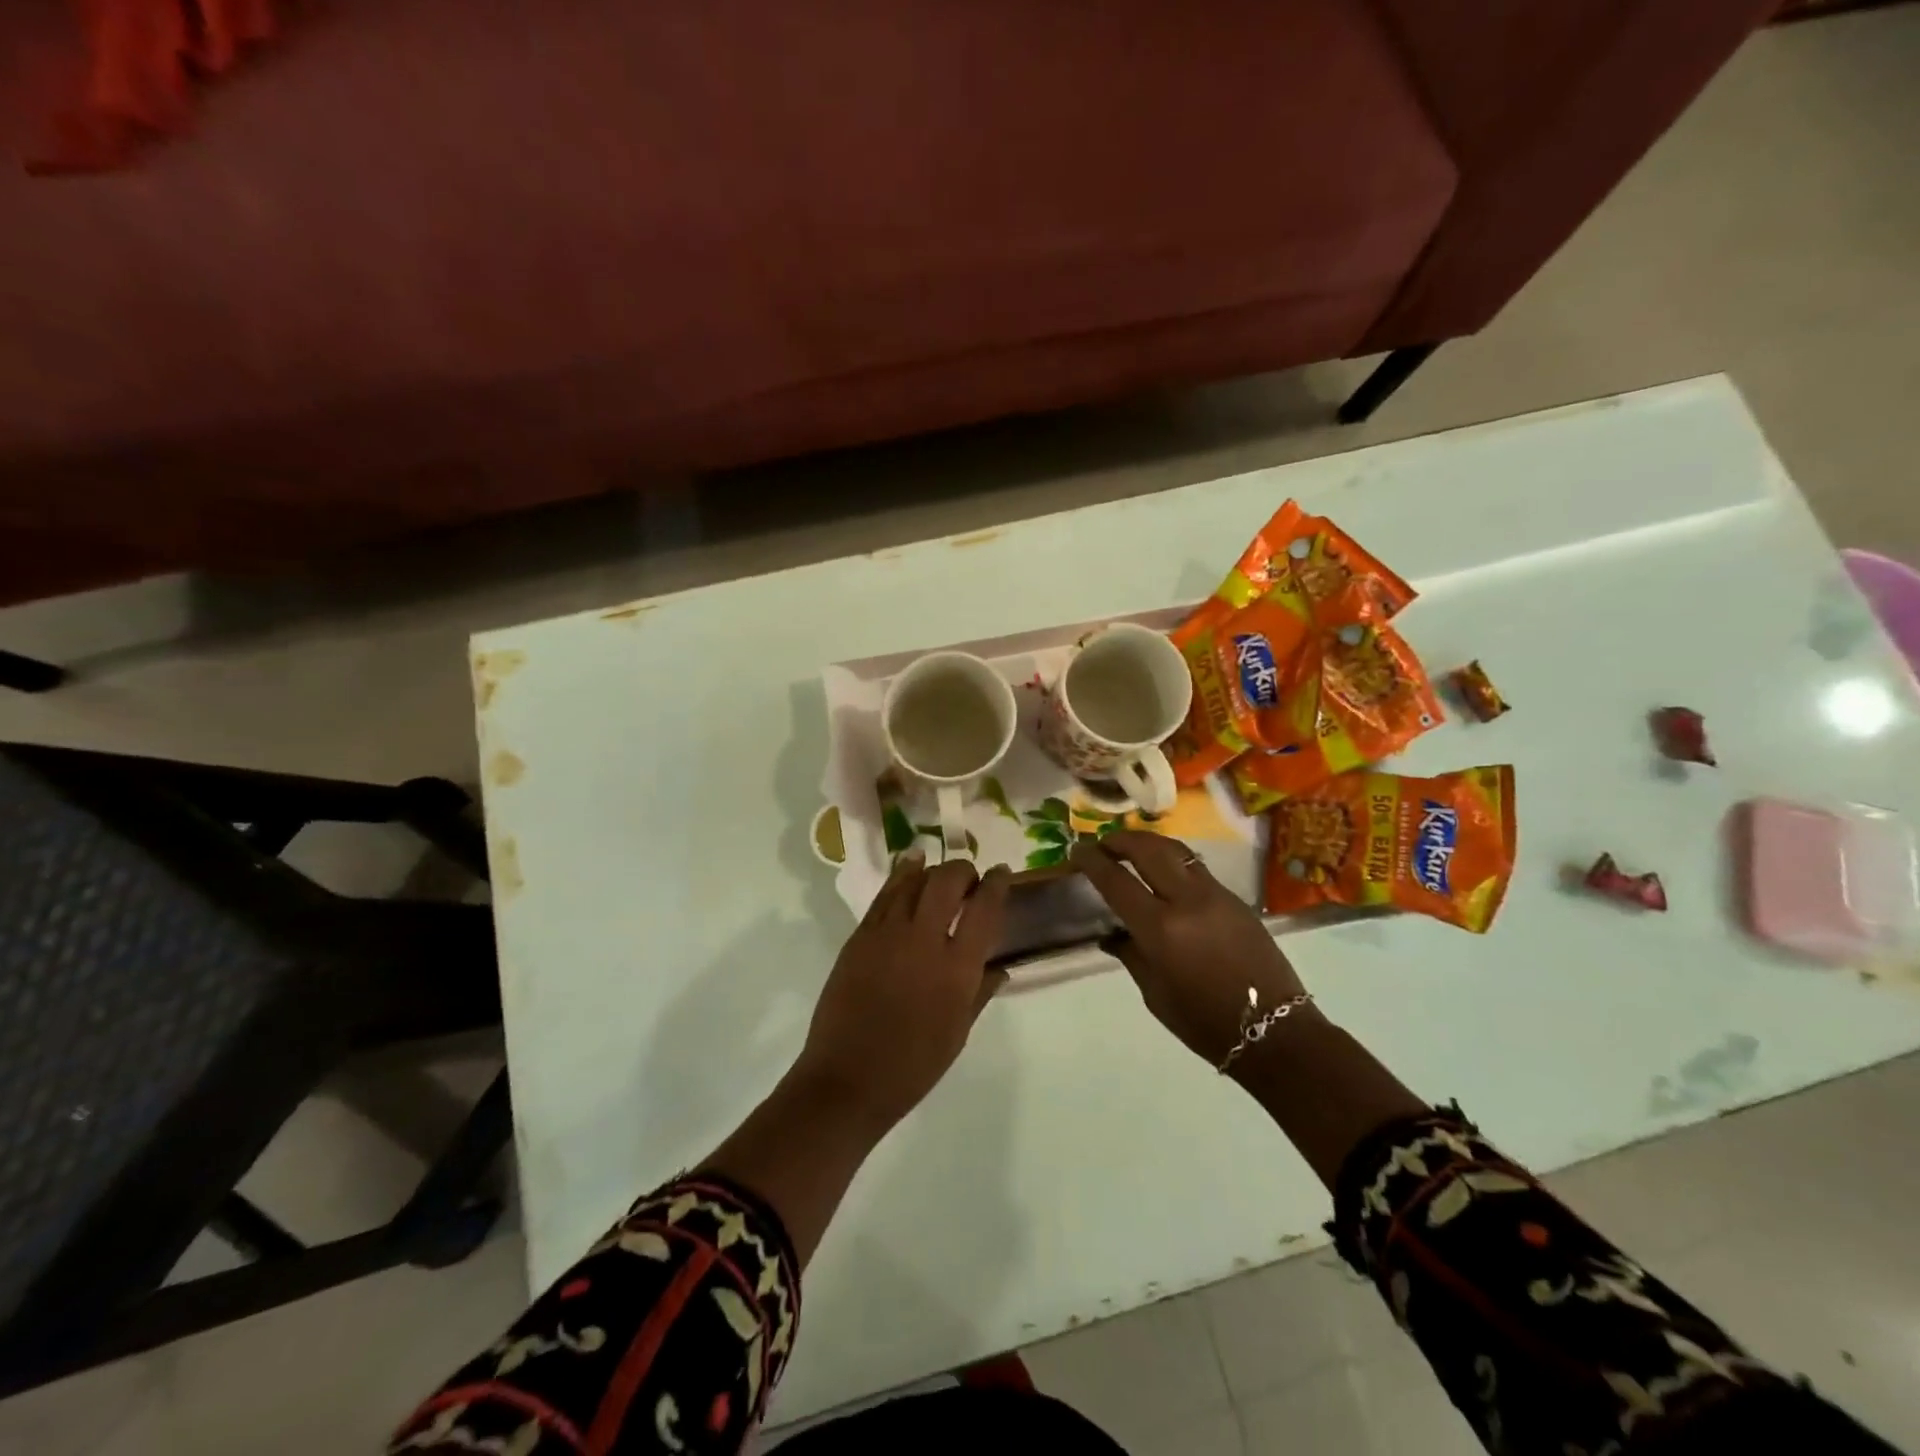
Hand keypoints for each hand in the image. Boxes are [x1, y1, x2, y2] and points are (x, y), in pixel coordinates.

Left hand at [794, 852, 1010, 1131]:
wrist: (848, 1080)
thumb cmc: (912, 1066)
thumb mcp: (958, 1033)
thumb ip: (980, 992)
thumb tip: (1000, 967)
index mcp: (957, 968)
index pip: (984, 908)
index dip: (996, 883)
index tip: (1002, 872)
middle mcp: (924, 940)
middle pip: (947, 881)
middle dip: (963, 870)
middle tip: (968, 878)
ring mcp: (887, 934)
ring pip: (913, 881)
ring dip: (931, 870)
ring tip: (938, 872)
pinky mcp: (860, 937)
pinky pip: (884, 896)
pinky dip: (901, 877)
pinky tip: (909, 868)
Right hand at [1070, 831, 1309, 1068]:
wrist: (1274, 1031)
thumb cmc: (1203, 1022)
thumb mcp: (1154, 993)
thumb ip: (1131, 954)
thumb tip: (1112, 933)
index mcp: (1160, 929)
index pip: (1116, 880)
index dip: (1092, 861)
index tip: (1077, 850)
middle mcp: (1187, 901)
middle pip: (1147, 849)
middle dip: (1120, 840)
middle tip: (1103, 844)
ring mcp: (1215, 895)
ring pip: (1176, 851)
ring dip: (1148, 843)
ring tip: (1131, 848)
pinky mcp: (1236, 899)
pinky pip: (1196, 868)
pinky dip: (1172, 861)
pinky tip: (1164, 874)